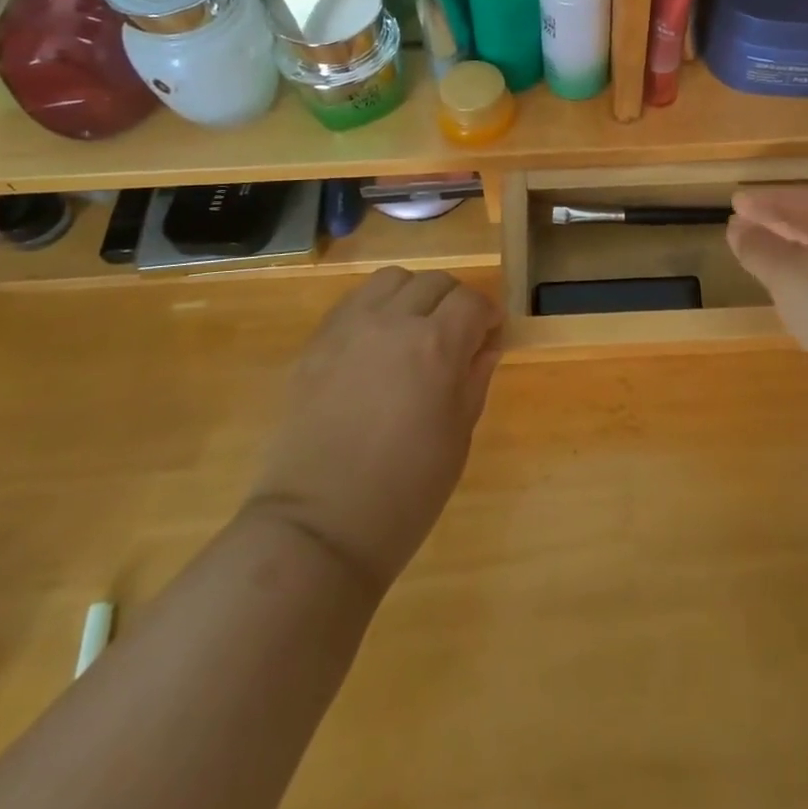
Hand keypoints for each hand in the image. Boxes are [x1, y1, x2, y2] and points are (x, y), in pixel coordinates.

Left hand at [246, 268, 500, 594]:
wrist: (318, 528)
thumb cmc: (405, 492)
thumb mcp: (458, 436)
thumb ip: (474, 378)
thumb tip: (486, 345)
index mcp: (436, 345)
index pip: (472, 301)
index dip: (488, 315)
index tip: (490, 336)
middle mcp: (393, 322)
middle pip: (435, 281)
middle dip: (455, 302)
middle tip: (457, 335)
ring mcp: (349, 328)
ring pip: (392, 280)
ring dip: (413, 295)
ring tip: (414, 330)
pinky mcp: (317, 343)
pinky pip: (354, 301)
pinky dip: (375, 307)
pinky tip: (377, 342)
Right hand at [727, 187, 807, 402]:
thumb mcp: (788, 276)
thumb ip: (759, 248)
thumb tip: (738, 226)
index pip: (799, 197)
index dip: (764, 201)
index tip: (734, 203)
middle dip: (781, 223)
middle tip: (746, 226)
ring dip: (799, 251)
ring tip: (770, 260)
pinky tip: (807, 296)